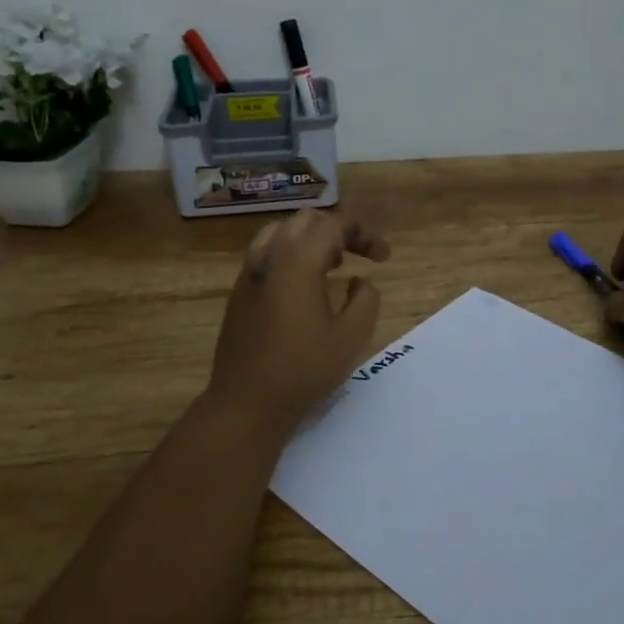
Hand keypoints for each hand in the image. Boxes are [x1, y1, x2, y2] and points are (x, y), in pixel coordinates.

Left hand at [202, 210, 391, 439]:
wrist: (245, 403)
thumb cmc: (303, 370)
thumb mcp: (351, 337)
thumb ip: (366, 300)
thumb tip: (361, 282)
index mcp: (299, 261)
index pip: (335, 225)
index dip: (364, 234)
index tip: (383, 258)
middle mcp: (270, 256)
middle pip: (307, 220)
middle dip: (338, 230)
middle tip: (359, 254)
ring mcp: (250, 272)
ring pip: (281, 231)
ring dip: (311, 238)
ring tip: (332, 263)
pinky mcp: (239, 291)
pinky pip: (267, 253)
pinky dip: (291, 253)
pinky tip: (304, 285)